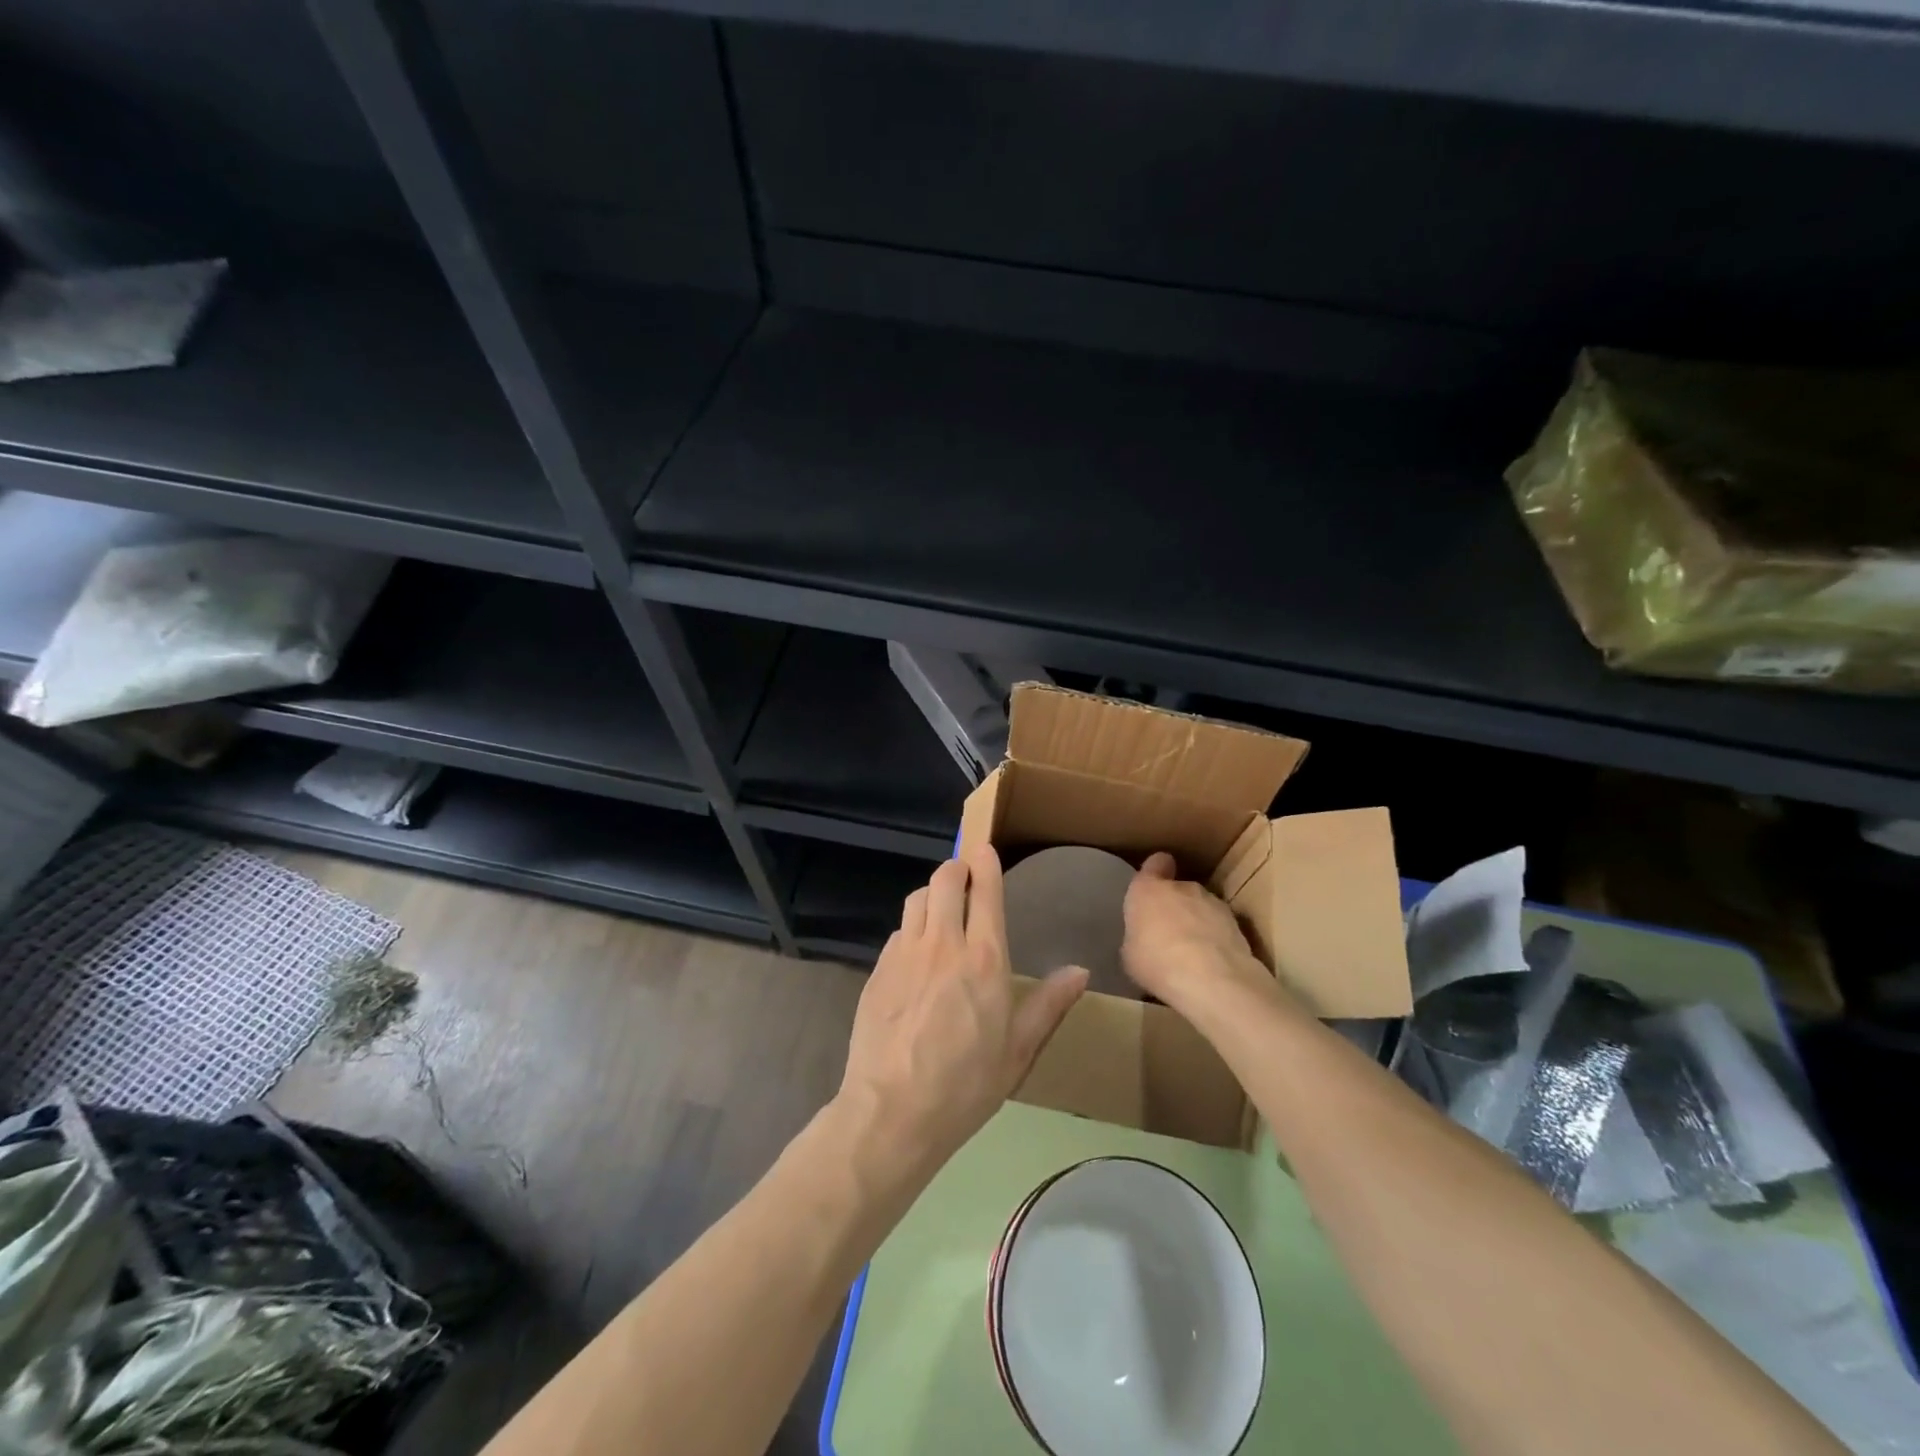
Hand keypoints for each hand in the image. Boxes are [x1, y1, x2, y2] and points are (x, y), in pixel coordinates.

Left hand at [836, 845, 1088, 1182]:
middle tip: (964, 878)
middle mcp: (943, 944)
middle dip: (956, 869)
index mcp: (985, 960)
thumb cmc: (965, 1085)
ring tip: (941, 910)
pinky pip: (898, 931)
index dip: (985, 863)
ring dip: (932, 894)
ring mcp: (905, 954)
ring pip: (917, 898)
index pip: (985, 892)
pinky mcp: (878, 969)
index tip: (984, 848)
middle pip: (945, 880)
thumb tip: (1080, 971)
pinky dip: (911, 928)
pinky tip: (916, 954)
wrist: (892, 1112)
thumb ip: (1049, 1005)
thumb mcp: (1018, 1052)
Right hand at [1121, 851, 1275, 1013]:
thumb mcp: (1130, 954)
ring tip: (1193, 952)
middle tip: (1168, 932)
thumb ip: (1138, 935)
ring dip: (1197, 921)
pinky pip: (1220, 926)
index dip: (1155, 871)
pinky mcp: (1237, 923)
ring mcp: (1213, 903)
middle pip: (1179, 888)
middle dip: (1175, 905)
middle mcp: (1182, 887)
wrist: (1211, 979)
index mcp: (1148, 889)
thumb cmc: (1157, 963)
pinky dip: (1216, 938)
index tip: (1152, 885)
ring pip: (1202, 906)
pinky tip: (1212, 963)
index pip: (1155, 863)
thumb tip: (1145, 938)